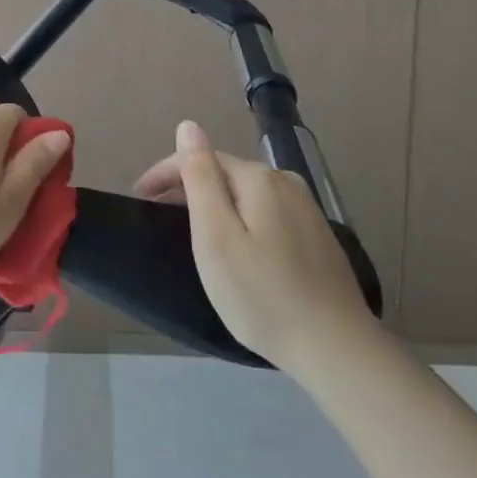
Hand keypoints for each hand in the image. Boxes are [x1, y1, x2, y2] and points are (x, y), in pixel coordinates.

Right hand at [140, 120, 375, 368]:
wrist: (337, 350)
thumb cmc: (262, 294)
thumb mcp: (216, 235)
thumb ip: (200, 177)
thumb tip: (188, 127)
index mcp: (258, 178)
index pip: (201, 157)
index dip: (165, 173)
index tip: (139, 198)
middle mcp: (285, 182)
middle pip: (225, 172)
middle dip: (189, 186)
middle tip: (160, 216)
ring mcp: (306, 208)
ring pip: (246, 193)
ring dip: (216, 202)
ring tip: (192, 228)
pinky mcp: (318, 235)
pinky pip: (266, 211)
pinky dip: (241, 218)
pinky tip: (237, 244)